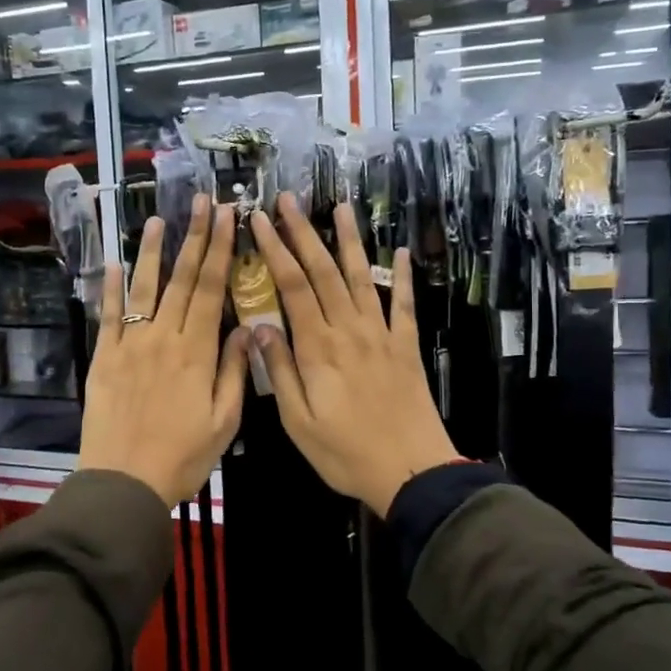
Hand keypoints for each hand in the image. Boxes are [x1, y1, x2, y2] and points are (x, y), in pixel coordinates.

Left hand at [79, 195, 249, 507]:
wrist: (125, 482)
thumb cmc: (182, 457)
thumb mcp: (224, 422)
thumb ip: (236, 371)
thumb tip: (249, 327)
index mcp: (197, 352)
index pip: (212, 289)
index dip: (221, 250)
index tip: (228, 217)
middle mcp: (164, 338)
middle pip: (182, 279)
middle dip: (195, 237)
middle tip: (202, 202)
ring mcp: (130, 345)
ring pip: (143, 289)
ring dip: (152, 252)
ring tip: (158, 219)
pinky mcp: (104, 358)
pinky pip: (108, 316)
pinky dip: (110, 288)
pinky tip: (114, 263)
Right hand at [249, 194, 459, 516]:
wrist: (411, 471)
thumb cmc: (346, 452)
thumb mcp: (298, 421)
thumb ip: (279, 371)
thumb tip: (259, 327)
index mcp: (318, 348)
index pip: (292, 287)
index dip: (275, 250)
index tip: (260, 221)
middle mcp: (349, 330)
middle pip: (323, 271)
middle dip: (303, 232)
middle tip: (288, 199)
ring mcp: (381, 335)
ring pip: (361, 278)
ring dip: (348, 241)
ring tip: (339, 207)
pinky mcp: (405, 346)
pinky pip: (402, 304)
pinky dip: (401, 277)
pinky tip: (401, 253)